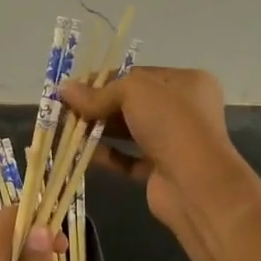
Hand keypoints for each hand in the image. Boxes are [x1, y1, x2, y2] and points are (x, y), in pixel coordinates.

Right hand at [58, 66, 242, 247]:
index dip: (106, 79)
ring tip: (69, 130)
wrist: (197, 185)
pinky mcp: (162, 170)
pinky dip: (108, 155)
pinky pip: (129, 159)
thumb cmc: (171, 124)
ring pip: (129, 131)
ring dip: (100, 130)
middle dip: (99, 105)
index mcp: (187, 82)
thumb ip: (98, 92)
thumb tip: (63, 89)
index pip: (139, 75)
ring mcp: (174, 142)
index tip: (75, 87)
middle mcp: (184, 110)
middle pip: (132, 103)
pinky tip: (84, 154)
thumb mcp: (133, 92)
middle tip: (67, 110)